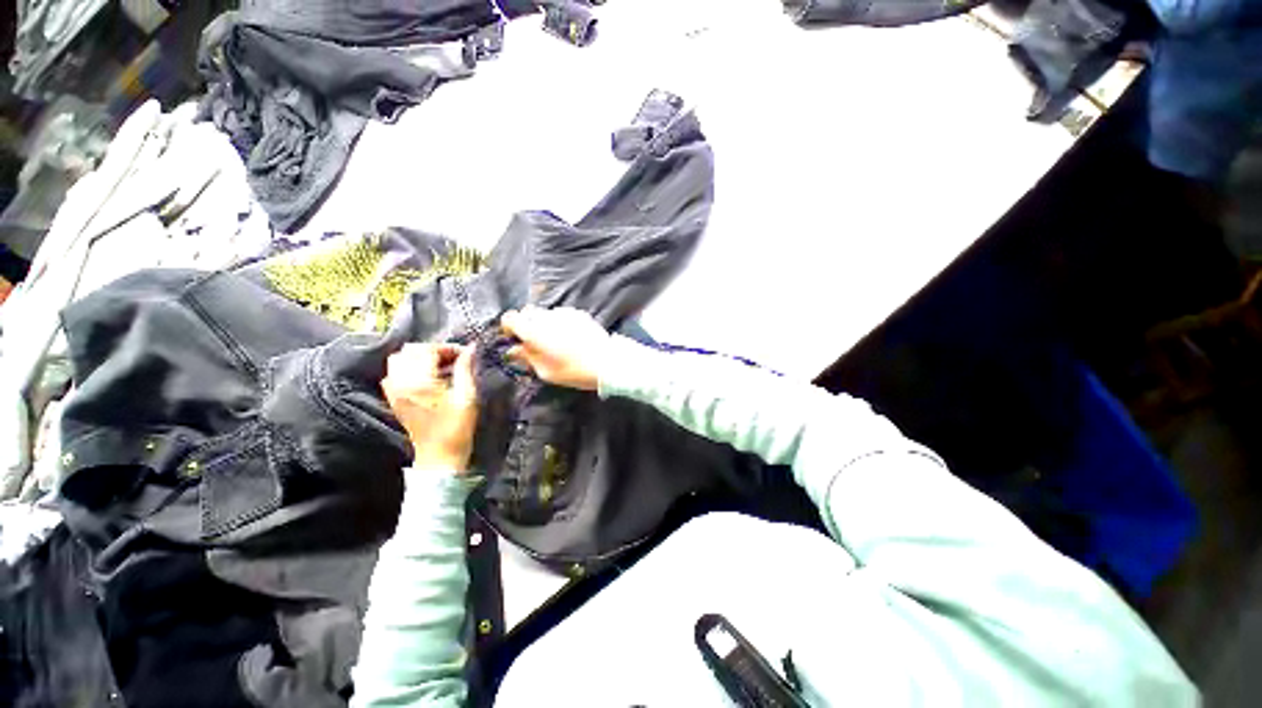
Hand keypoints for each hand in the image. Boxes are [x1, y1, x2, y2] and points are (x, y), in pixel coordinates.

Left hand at [381, 343, 478, 472]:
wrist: (439, 457)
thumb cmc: (457, 428)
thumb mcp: (468, 397)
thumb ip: (466, 369)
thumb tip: (471, 349)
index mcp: (419, 382)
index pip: (427, 349)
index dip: (448, 347)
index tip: (465, 354)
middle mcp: (401, 384)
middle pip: (409, 351)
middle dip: (434, 350)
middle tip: (454, 358)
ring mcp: (394, 392)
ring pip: (399, 360)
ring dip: (420, 357)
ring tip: (441, 366)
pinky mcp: (394, 400)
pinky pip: (394, 374)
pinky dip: (410, 369)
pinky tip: (428, 377)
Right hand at [501, 306, 610, 390]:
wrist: (606, 363)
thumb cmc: (573, 371)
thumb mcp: (545, 371)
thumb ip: (527, 357)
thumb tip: (513, 350)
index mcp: (534, 331)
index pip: (510, 317)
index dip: (509, 327)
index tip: (515, 339)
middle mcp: (547, 317)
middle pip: (527, 312)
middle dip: (526, 324)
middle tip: (533, 342)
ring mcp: (564, 313)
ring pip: (544, 312)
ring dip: (543, 323)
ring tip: (554, 340)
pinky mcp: (578, 313)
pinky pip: (560, 314)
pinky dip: (558, 322)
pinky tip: (568, 336)